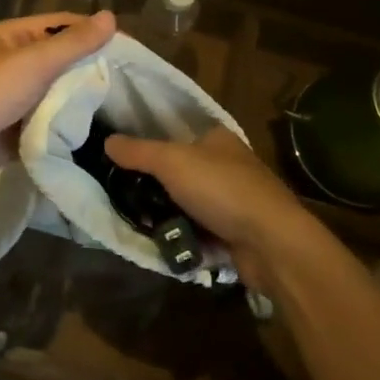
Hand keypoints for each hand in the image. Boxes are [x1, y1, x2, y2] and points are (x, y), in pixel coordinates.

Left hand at [0, 11, 116, 210]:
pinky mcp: (11, 138)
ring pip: (54, 99)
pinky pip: (45, 131)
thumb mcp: (32, 63)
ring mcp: (10, 104)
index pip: (61, 26)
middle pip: (60, 64)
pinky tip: (98, 140)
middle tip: (134, 87)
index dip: (93, 33)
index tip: (131, 50)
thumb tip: (111, 17)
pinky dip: (65, 134)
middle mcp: (11, 67)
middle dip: (92, 73)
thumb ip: (72, 44)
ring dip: (80, 106)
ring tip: (125, 114)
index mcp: (11, 39)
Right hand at [105, 127, 319, 287]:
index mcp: (217, 138)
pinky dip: (185, 237)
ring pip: (187, 204)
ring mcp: (233, 200)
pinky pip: (200, 231)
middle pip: (180, 173)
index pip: (177, 136)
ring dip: (168, 216)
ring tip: (141, 225)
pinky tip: (165, 244)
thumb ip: (138, 152)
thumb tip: (107, 141)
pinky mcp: (236, 232)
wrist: (271, 242)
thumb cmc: (222, 189)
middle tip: (128, 200)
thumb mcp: (172, 162)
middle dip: (156, 189)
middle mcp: (227, 165)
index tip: (124, 164)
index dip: (151, 148)